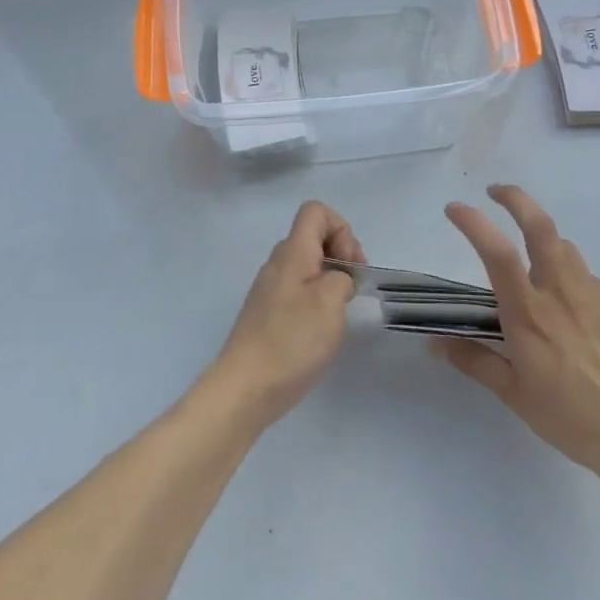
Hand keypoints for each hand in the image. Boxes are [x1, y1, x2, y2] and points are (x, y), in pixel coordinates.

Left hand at [211, 201, 365, 427]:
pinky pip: (298, 289)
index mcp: (292, 252)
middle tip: (353, 289)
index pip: (316, 211)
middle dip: (341, 255)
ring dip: (330, 279)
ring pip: (307, 265)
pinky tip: (320, 331)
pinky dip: (316, 299)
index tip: (351, 265)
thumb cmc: (292, 340)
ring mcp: (270, 288)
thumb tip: (337, 279)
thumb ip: (342, 278)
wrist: (246, 387)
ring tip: (338, 313)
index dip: (341, 229)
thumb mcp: (330, 303)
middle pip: (313, 236)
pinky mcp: (268, 312)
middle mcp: (278, 262)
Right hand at [435, 185, 599, 488]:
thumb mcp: (513, 394)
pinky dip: (573, 283)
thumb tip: (436, 343)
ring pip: (565, 249)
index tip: (454, 208)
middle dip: (515, 198)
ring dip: (544, 243)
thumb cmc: (569, 417)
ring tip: (535, 264)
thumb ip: (475, 361)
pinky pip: (589, 281)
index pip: (496, 251)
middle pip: (540, 225)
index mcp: (529, 311)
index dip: (473, 222)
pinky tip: (575, 315)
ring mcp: (596, 294)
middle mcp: (561, 291)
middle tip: (496, 191)